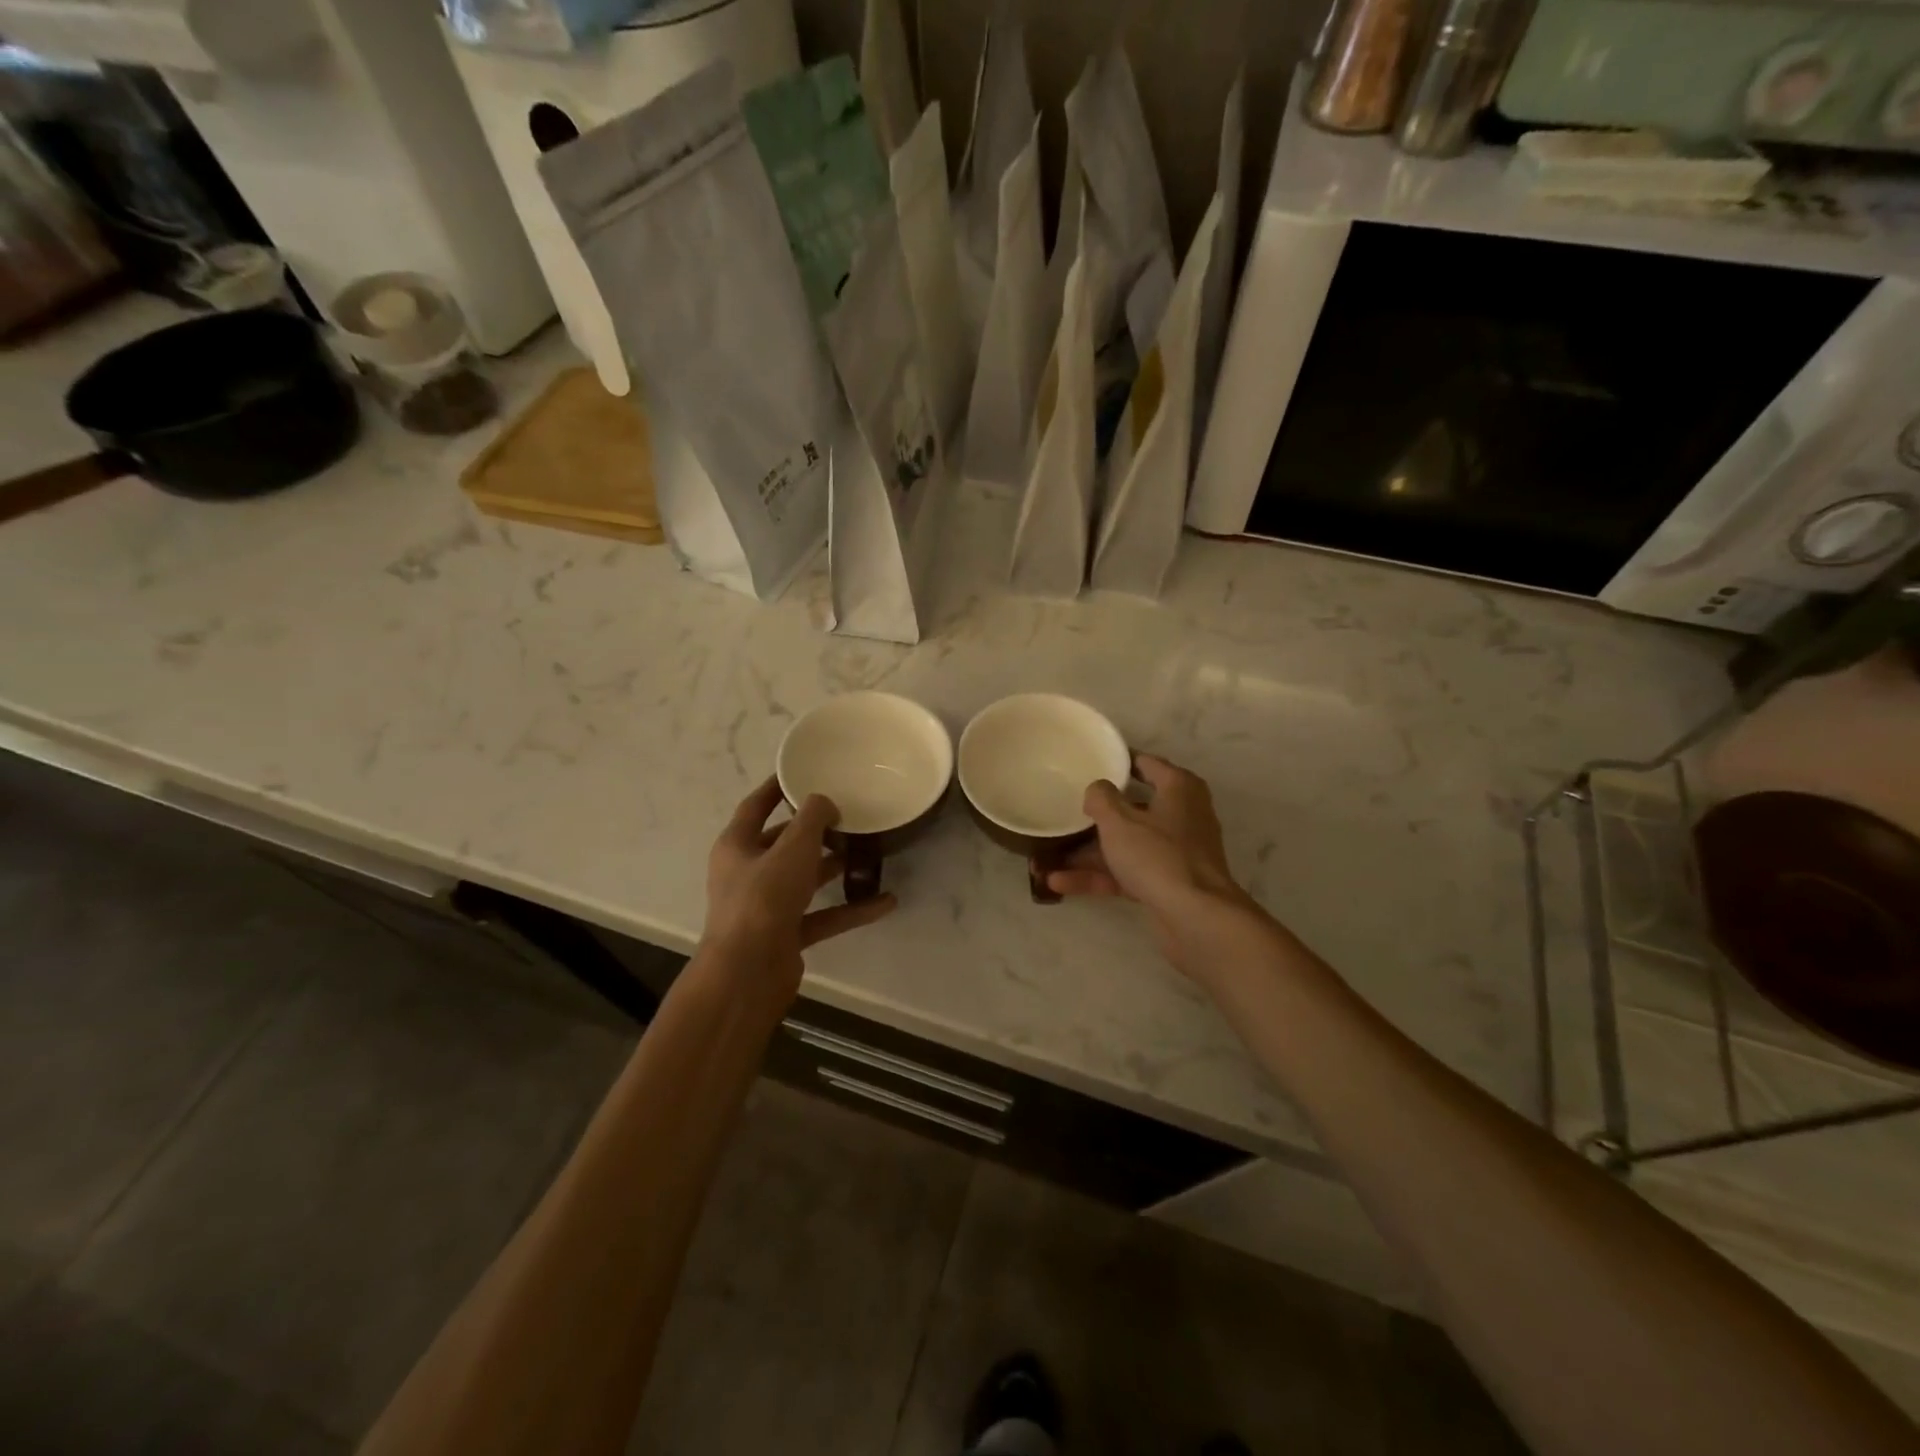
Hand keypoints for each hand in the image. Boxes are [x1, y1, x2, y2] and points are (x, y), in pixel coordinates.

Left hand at [700, 778, 896, 998]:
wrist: (747, 974)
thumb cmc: (763, 899)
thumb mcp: (793, 848)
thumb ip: (813, 818)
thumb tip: (824, 802)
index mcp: (737, 846)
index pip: (755, 806)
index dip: (776, 788)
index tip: (801, 771)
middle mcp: (747, 873)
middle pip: (782, 843)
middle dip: (813, 830)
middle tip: (847, 814)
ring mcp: (766, 907)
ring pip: (804, 879)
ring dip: (833, 867)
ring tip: (868, 851)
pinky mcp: (785, 935)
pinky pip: (822, 915)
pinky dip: (850, 908)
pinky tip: (885, 902)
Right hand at [1047, 755, 1274, 985]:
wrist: (1196, 918)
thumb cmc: (1158, 856)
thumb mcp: (1119, 820)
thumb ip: (1101, 798)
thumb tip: (1097, 789)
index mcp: (1178, 788)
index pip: (1145, 763)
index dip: (1116, 761)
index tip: (1088, 763)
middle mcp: (1181, 815)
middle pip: (1132, 808)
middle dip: (1095, 815)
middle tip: (1064, 809)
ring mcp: (1174, 852)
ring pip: (1125, 844)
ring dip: (1087, 853)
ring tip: (1046, 857)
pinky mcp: (1166, 883)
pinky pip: (1126, 873)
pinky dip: (1098, 877)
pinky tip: (1059, 882)